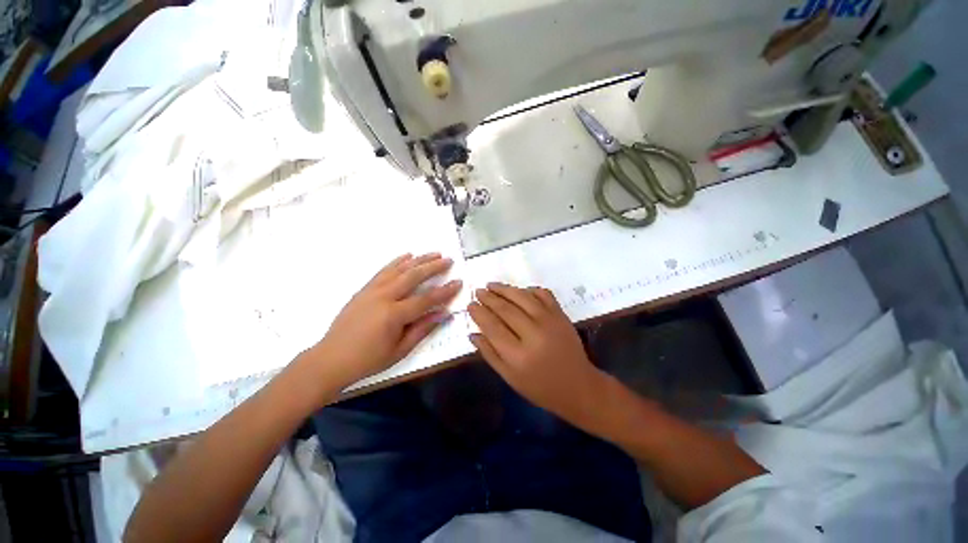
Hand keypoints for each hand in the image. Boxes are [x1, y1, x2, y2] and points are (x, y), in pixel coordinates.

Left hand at [308, 253, 461, 391]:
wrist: (330, 359)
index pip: (426, 299)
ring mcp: (372, 290)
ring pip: (399, 269)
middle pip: (413, 276)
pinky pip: (383, 271)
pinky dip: (397, 262)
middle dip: (433, 267)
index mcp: (394, 315)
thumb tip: (443, 313)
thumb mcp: (400, 350)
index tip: (458, 282)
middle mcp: (383, 297)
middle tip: (448, 260)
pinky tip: (407, 256)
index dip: (445, 291)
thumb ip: (422, 329)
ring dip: (418, 260)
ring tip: (433, 253)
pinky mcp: (364, 289)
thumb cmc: (368, 360)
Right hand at [468, 283, 606, 425]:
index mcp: (518, 355)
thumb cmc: (540, 387)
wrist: (578, 386)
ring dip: (505, 289)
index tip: (470, 304)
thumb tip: (473, 333)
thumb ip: (490, 354)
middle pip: (506, 309)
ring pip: (522, 297)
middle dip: (489, 298)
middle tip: (478, 291)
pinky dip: (529, 289)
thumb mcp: (510, 377)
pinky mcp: (561, 315)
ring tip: (491, 285)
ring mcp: (550, 321)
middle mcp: (534, 334)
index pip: (492, 326)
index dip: (479, 313)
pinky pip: (543, 294)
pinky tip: (519, 290)